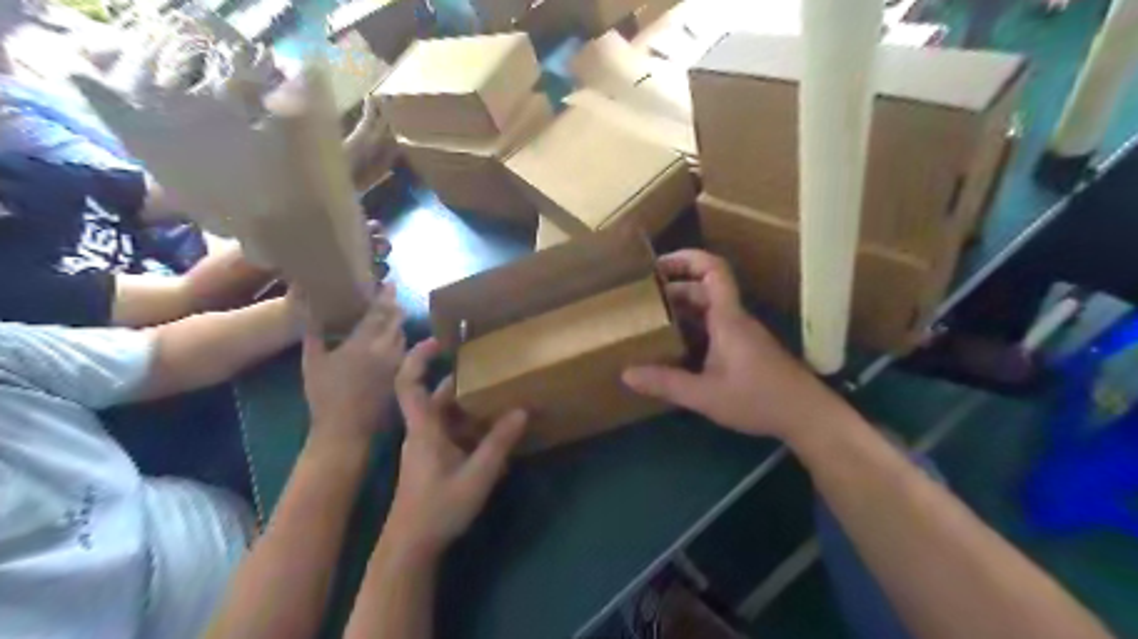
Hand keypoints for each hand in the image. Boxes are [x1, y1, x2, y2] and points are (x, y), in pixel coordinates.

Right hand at [303, 282, 407, 437]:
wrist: (346, 428)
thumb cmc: (324, 394)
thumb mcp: (312, 361)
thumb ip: (313, 333)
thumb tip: (309, 308)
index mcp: (364, 342)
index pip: (380, 312)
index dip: (385, 296)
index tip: (389, 283)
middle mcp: (386, 349)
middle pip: (396, 321)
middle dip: (394, 307)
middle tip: (391, 295)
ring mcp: (397, 363)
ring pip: (402, 335)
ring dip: (398, 323)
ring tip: (391, 313)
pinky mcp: (401, 375)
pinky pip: (404, 350)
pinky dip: (400, 340)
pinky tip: (393, 338)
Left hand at [381, 340, 523, 558]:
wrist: (410, 546)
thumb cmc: (438, 508)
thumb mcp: (476, 476)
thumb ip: (498, 443)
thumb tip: (521, 411)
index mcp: (423, 429)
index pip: (409, 384)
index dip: (418, 359)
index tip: (438, 341)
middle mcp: (421, 431)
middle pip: (435, 396)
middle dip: (460, 383)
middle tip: (489, 373)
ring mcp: (425, 446)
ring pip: (445, 415)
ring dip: (468, 407)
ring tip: (497, 400)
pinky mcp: (431, 459)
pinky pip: (450, 432)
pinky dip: (468, 427)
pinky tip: (492, 436)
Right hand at [618, 249, 846, 443]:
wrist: (807, 415)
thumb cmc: (759, 399)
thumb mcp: (706, 395)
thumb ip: (667, 384)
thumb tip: (626, 374)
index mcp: (728, 318)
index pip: (713, 270)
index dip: (687, 258)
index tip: (657, 264)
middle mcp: (734, 319)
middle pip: (704, 290)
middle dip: (672, 290)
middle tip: (640, 301)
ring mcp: (741, 334)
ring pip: (708, 310)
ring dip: (681, 311)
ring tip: (649, 322)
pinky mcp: (745, 349)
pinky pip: (713, 328)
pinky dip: (692, 329)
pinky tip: (674, 349)